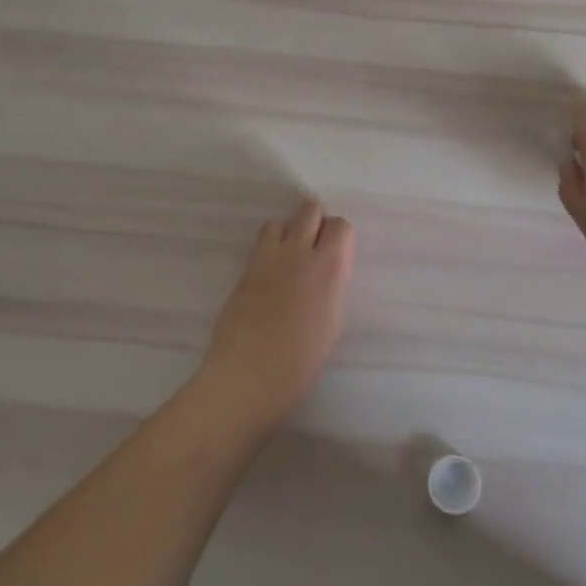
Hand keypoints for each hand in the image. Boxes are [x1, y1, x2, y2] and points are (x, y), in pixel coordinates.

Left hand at [196, 199, 354, 432]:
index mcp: (328, 267)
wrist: (249, 374)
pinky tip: (271, 275)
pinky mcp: (245, 269)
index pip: (340, 225)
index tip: (338, 255)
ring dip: (288, 233)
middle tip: (315, 249)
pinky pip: (260, 244)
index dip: (340, 237)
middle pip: (309, 210)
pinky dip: (269, 250)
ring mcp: (267, 258)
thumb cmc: (301, 359)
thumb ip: (332, 285)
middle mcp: (298, 253)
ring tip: (289, 258)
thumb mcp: (333, 320)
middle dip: (315, 223)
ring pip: (279, 222)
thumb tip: (328, 270)